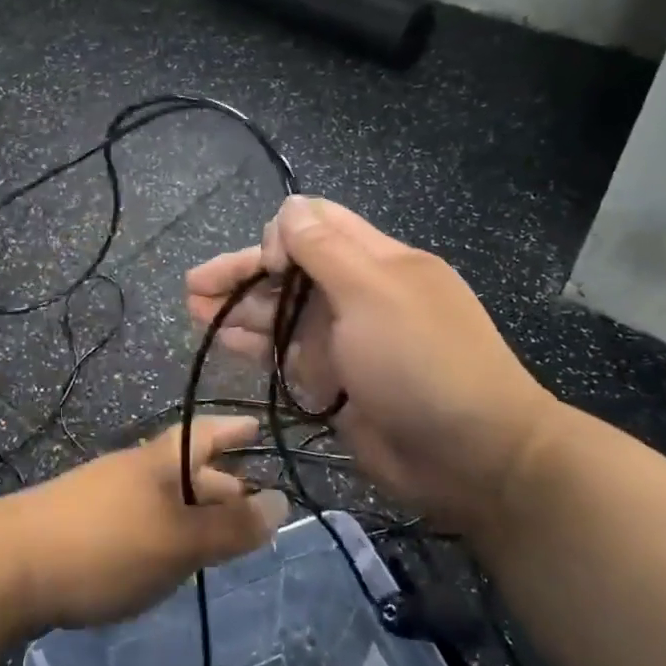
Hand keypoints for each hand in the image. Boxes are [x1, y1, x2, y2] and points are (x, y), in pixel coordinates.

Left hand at [0, 416, 288, 633]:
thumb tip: (282, 502)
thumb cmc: (103, 546)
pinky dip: (164, 532)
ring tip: (216, 537)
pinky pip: (139, 520)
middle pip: (184, 468)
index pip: (203, 433)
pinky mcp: (80, 528)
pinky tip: (165, 559)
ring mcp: (101, 498)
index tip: (257, 425)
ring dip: (192, 511)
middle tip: (250, 500)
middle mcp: (130, 471)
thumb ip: (229, 528)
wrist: (4, 567)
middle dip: (219, 482)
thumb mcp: (177, 541)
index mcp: (157, 462)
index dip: (232, 429)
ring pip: (161, 497)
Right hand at [186, 196, 560, 532]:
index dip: (281, 233)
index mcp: (375, 261)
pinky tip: (221, 342)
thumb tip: (289, 209)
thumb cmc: (423, 362)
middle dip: (243, 272)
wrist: (474, 456)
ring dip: (239, 309)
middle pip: (289, 270)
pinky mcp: (334, 381)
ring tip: (191, 311)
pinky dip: (254, 346)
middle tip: (193, 287)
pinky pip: (286, 354)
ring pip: (282, 312)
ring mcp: (345, 340)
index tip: (267, 265)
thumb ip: (325, 249)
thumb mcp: (373, 293)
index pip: (317, 224)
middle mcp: (356, 294)